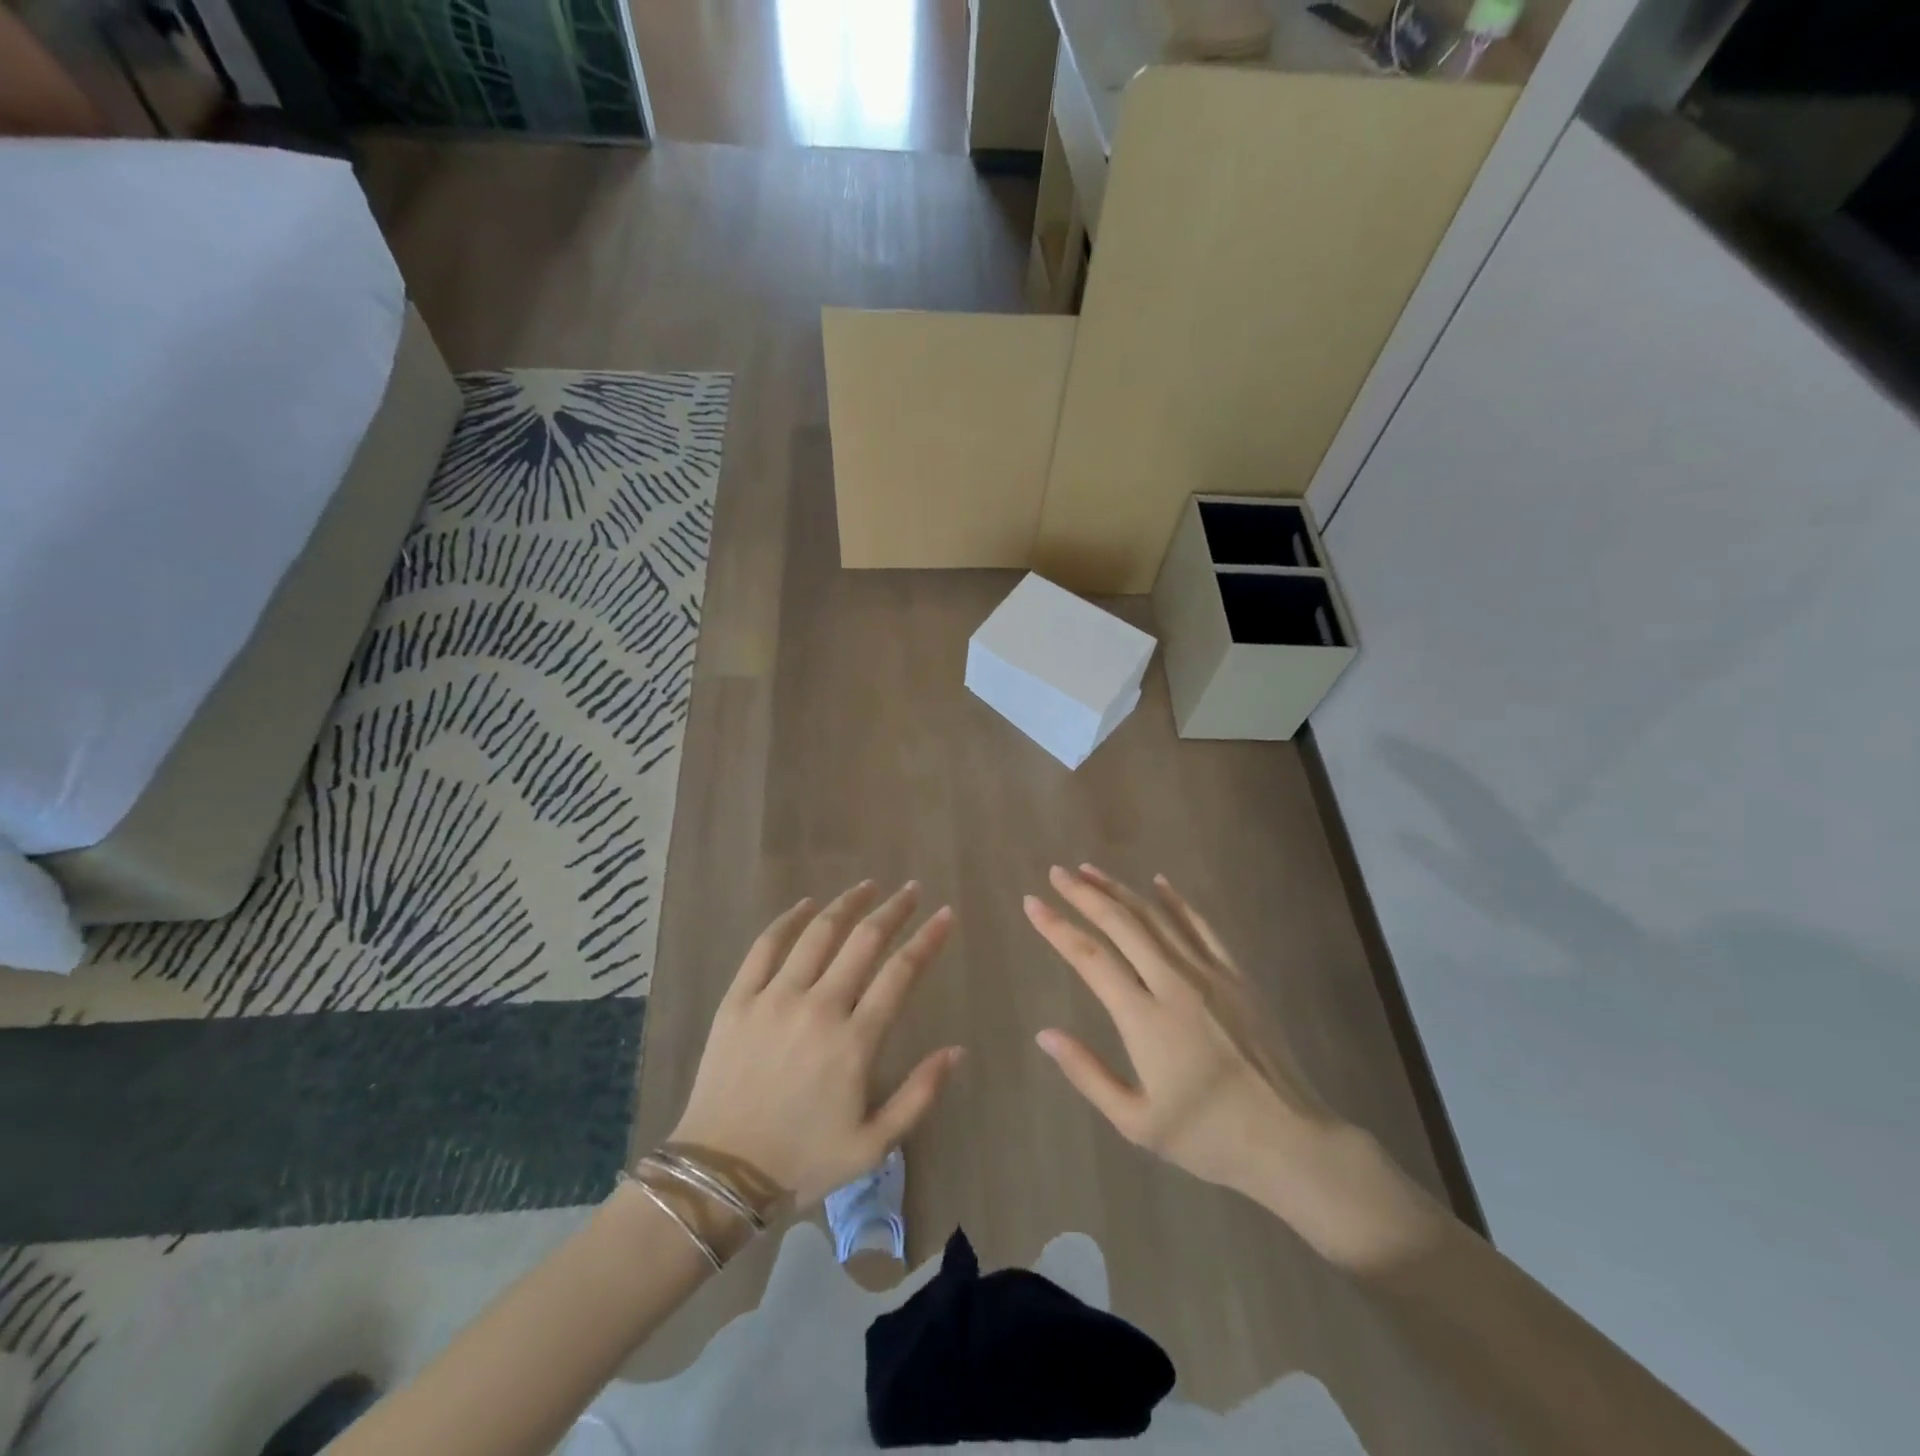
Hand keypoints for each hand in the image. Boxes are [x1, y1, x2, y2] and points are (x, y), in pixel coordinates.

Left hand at [670, 881, 962, 1207]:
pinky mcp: (739, 999)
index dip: (928, 939)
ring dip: (847, 904)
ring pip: (818, 934)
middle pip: (864, 941)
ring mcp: (775, 998)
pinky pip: (766, 946)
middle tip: (911, 890)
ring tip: (868, 886)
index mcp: (854, 1042)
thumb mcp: (873, 1146)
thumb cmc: (803, 1161)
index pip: (901, 973)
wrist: (720, 1175)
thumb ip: (919, 1095)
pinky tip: (805, 904)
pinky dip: (788, 920)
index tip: (945, 914)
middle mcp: (818, 1007)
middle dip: (894, 910)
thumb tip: (957, 1050)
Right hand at [1025, 865, 1443, 1267]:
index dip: (1057, 927)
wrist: (1290, 1140)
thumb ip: (1088, 1074)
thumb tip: (1044, 1034)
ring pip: (1156, 918)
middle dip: (1085, 894)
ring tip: (1091, 870)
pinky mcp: (1236, 976)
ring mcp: (1209, 975)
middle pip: (1121, 924)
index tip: (1032, 903)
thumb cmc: (1208, 1137)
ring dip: (1120, 890)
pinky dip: (1176, 901)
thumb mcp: (1137, 1122)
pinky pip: (1201, 927)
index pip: (1090, 958)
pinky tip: (1159, 882)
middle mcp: (1174, 984)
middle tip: (1056, 874)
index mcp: (1145, 1019)